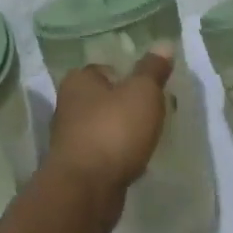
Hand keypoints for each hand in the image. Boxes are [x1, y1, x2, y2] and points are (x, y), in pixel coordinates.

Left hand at [44, 47, 173, 230]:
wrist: (86, 189)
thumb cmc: (114, 130)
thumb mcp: (142, 92)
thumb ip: (153, 69)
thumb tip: (164, 44)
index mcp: (79, 80)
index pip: (107, 69)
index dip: (130, 76)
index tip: (151, 90)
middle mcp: (68, 105)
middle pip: (105, 98)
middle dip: (127, 106)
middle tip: (154, 114)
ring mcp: (70, 138)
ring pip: (103, 126)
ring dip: (122, 132)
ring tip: (148, 139)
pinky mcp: (77, 166)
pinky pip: (103, 152)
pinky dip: (117, 154)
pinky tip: (134, 162)